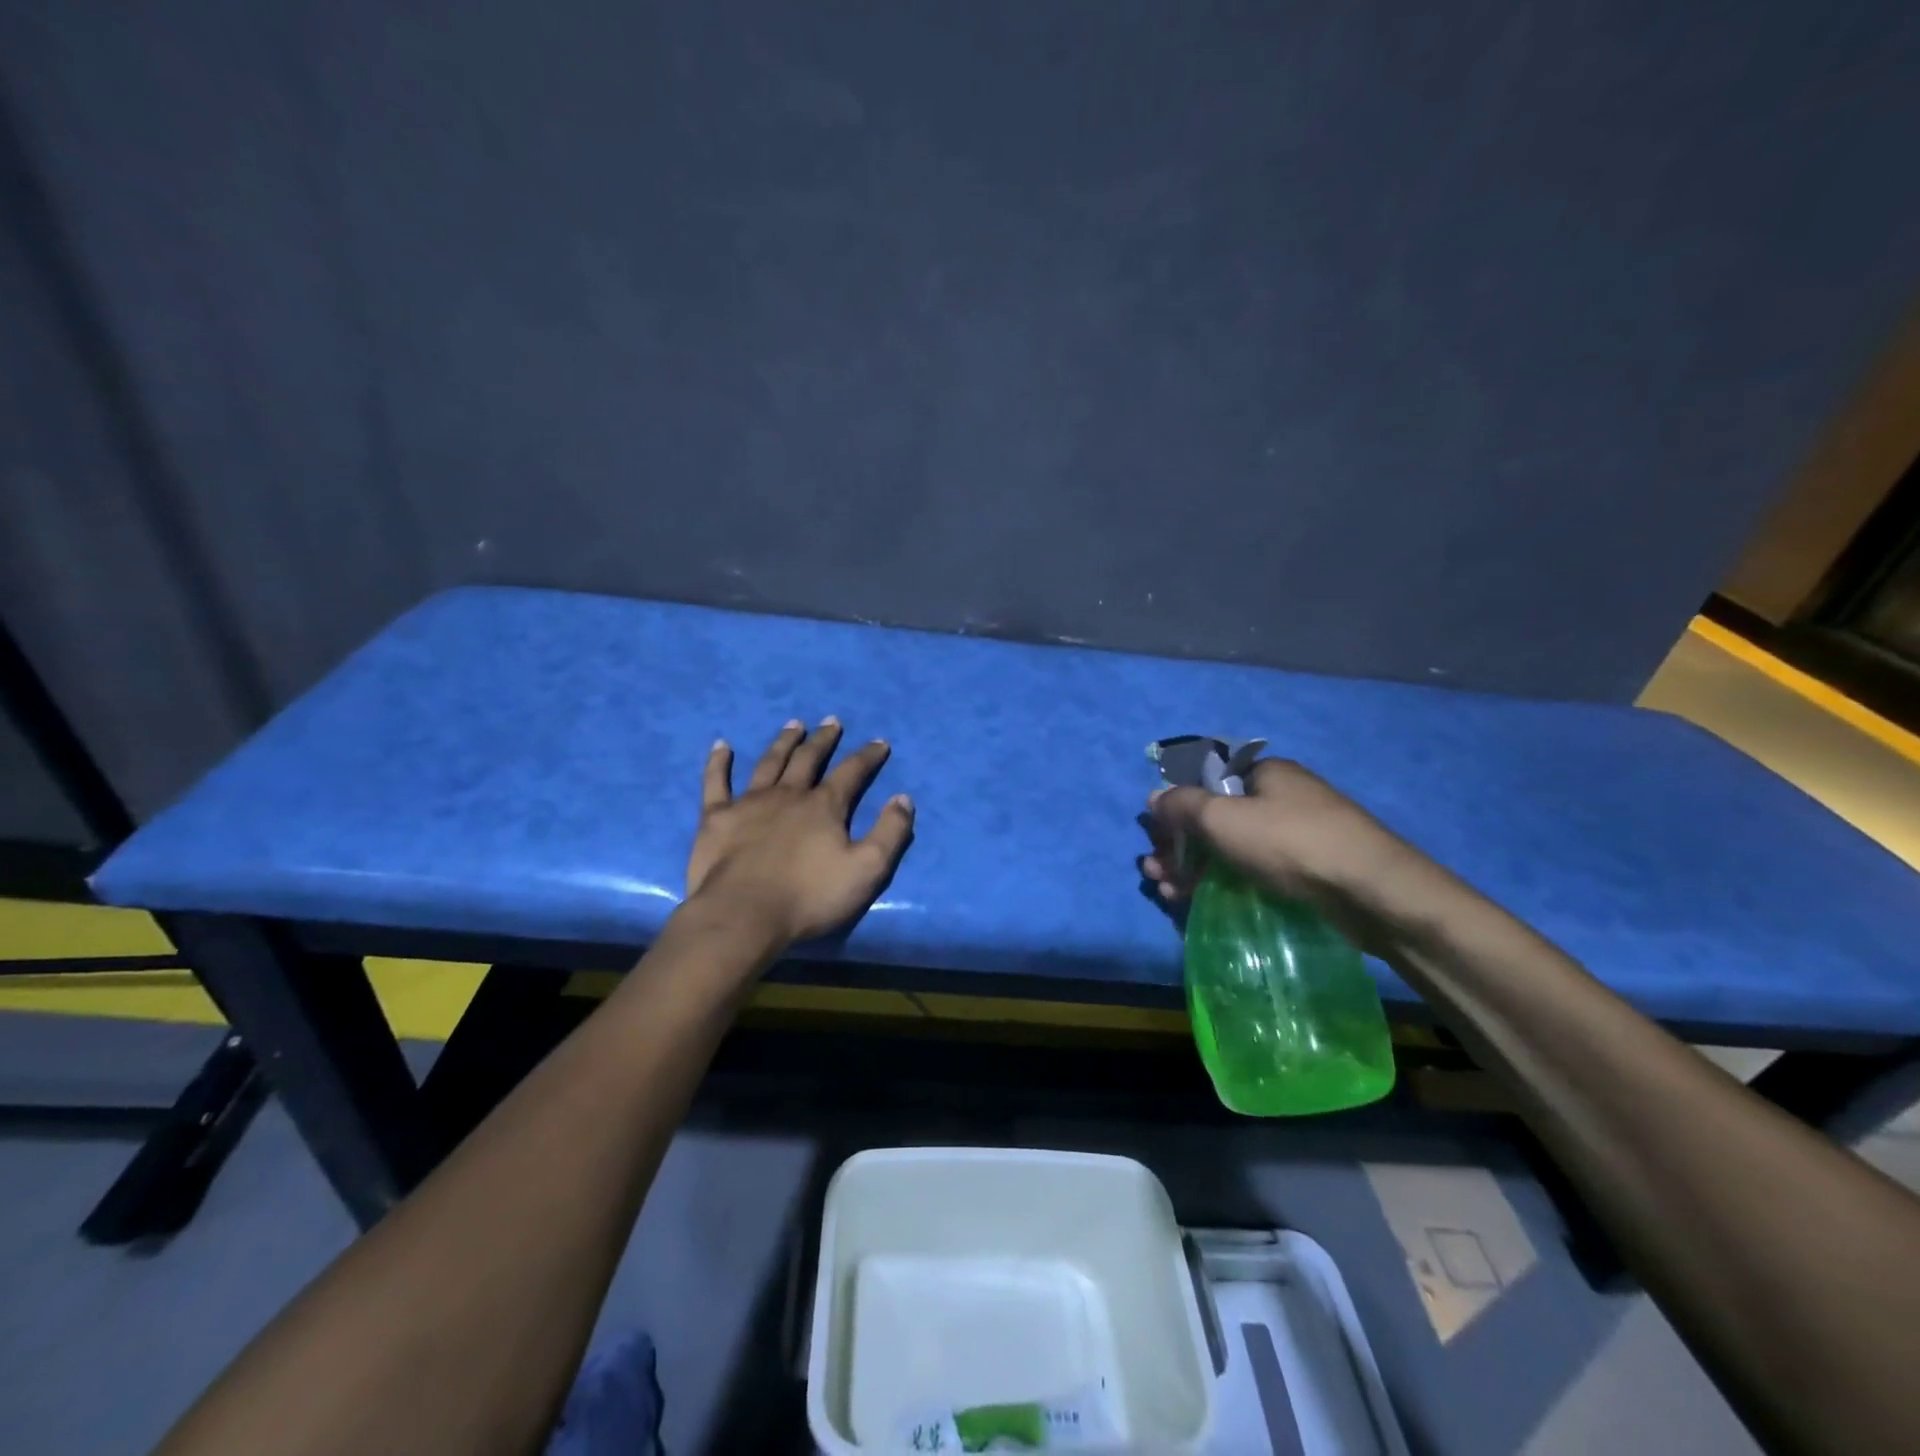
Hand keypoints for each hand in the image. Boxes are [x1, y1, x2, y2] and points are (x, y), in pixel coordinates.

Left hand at [685, 718, 914, 946]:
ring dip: (783, 742)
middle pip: (809, 759)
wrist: (743, 915)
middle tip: (832, 722)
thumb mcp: (867, 869)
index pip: (852, 772)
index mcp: (824, 806)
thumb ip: (889, 832)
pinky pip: (716, 782)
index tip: (879, 742)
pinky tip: (721, 746)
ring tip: (794, 724)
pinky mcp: (716, 818)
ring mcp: (749, 803)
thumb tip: (903, 798)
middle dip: (824, 740)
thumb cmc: (809, 897)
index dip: (868, 756)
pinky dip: (718, 762)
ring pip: (769, 763)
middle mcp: (788, 795)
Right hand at [1142, 759, 1427, 951]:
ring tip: (1168, 891)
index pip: (1206, 780)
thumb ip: (1182, 805)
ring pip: (1231, 847)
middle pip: (1215, 817)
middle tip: (1156, 870)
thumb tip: (1155, 796)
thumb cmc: (1290, 842)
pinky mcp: (1307, 869)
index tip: (1156, 836)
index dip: (1176, 806)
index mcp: (1264, 774)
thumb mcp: (1223, 818)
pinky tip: (1200, 900)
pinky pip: (1253, 869)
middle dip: (1179, 844)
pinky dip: (1223, 881)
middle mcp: (1280, 797)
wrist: (1372, 892)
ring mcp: (1296, 834)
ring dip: (1193, 867)